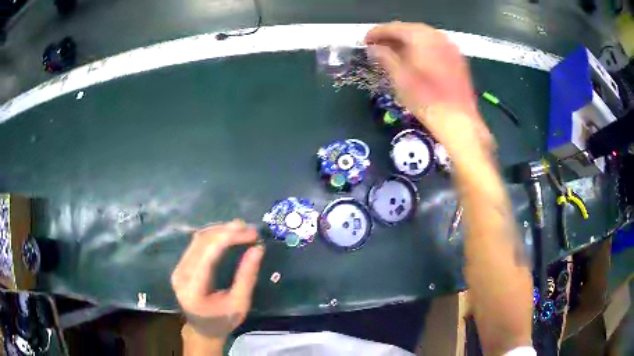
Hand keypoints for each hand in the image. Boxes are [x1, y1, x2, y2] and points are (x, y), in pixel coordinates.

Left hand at [171, 220, 264, 340]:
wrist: (203, 330)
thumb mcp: (240, 304)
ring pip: (198, 239)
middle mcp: (182, 274)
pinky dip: (213, 236)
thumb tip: (257, 249)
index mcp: (194, 287)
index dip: (229, 237)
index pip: (208, 253)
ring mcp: (178, 268)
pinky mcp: (181, 265)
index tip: (251, 233)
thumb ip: (247, 277)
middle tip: (249, 229)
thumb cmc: (223, 321)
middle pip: (201, 242)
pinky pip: (196, 244)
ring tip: (241, 229)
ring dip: (219, 230)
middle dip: (226, 231)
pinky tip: (227, 235)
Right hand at [365, 22, 493, 152]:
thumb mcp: (399, 78)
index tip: (365, 41)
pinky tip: (414, 59)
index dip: (377, 33)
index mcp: (421, 37)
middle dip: (392, 36)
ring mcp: (450, 47)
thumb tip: (374, 48)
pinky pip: (435, 46)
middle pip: (410, 29)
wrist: (458, 121)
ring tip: (393, 53)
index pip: (394, 28)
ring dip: (407, 42)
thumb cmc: (425, 99)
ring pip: (423, 37)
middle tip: (378, 46)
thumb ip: (385, 57)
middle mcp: (437, 36)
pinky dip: (421, 48)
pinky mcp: (457, 58)